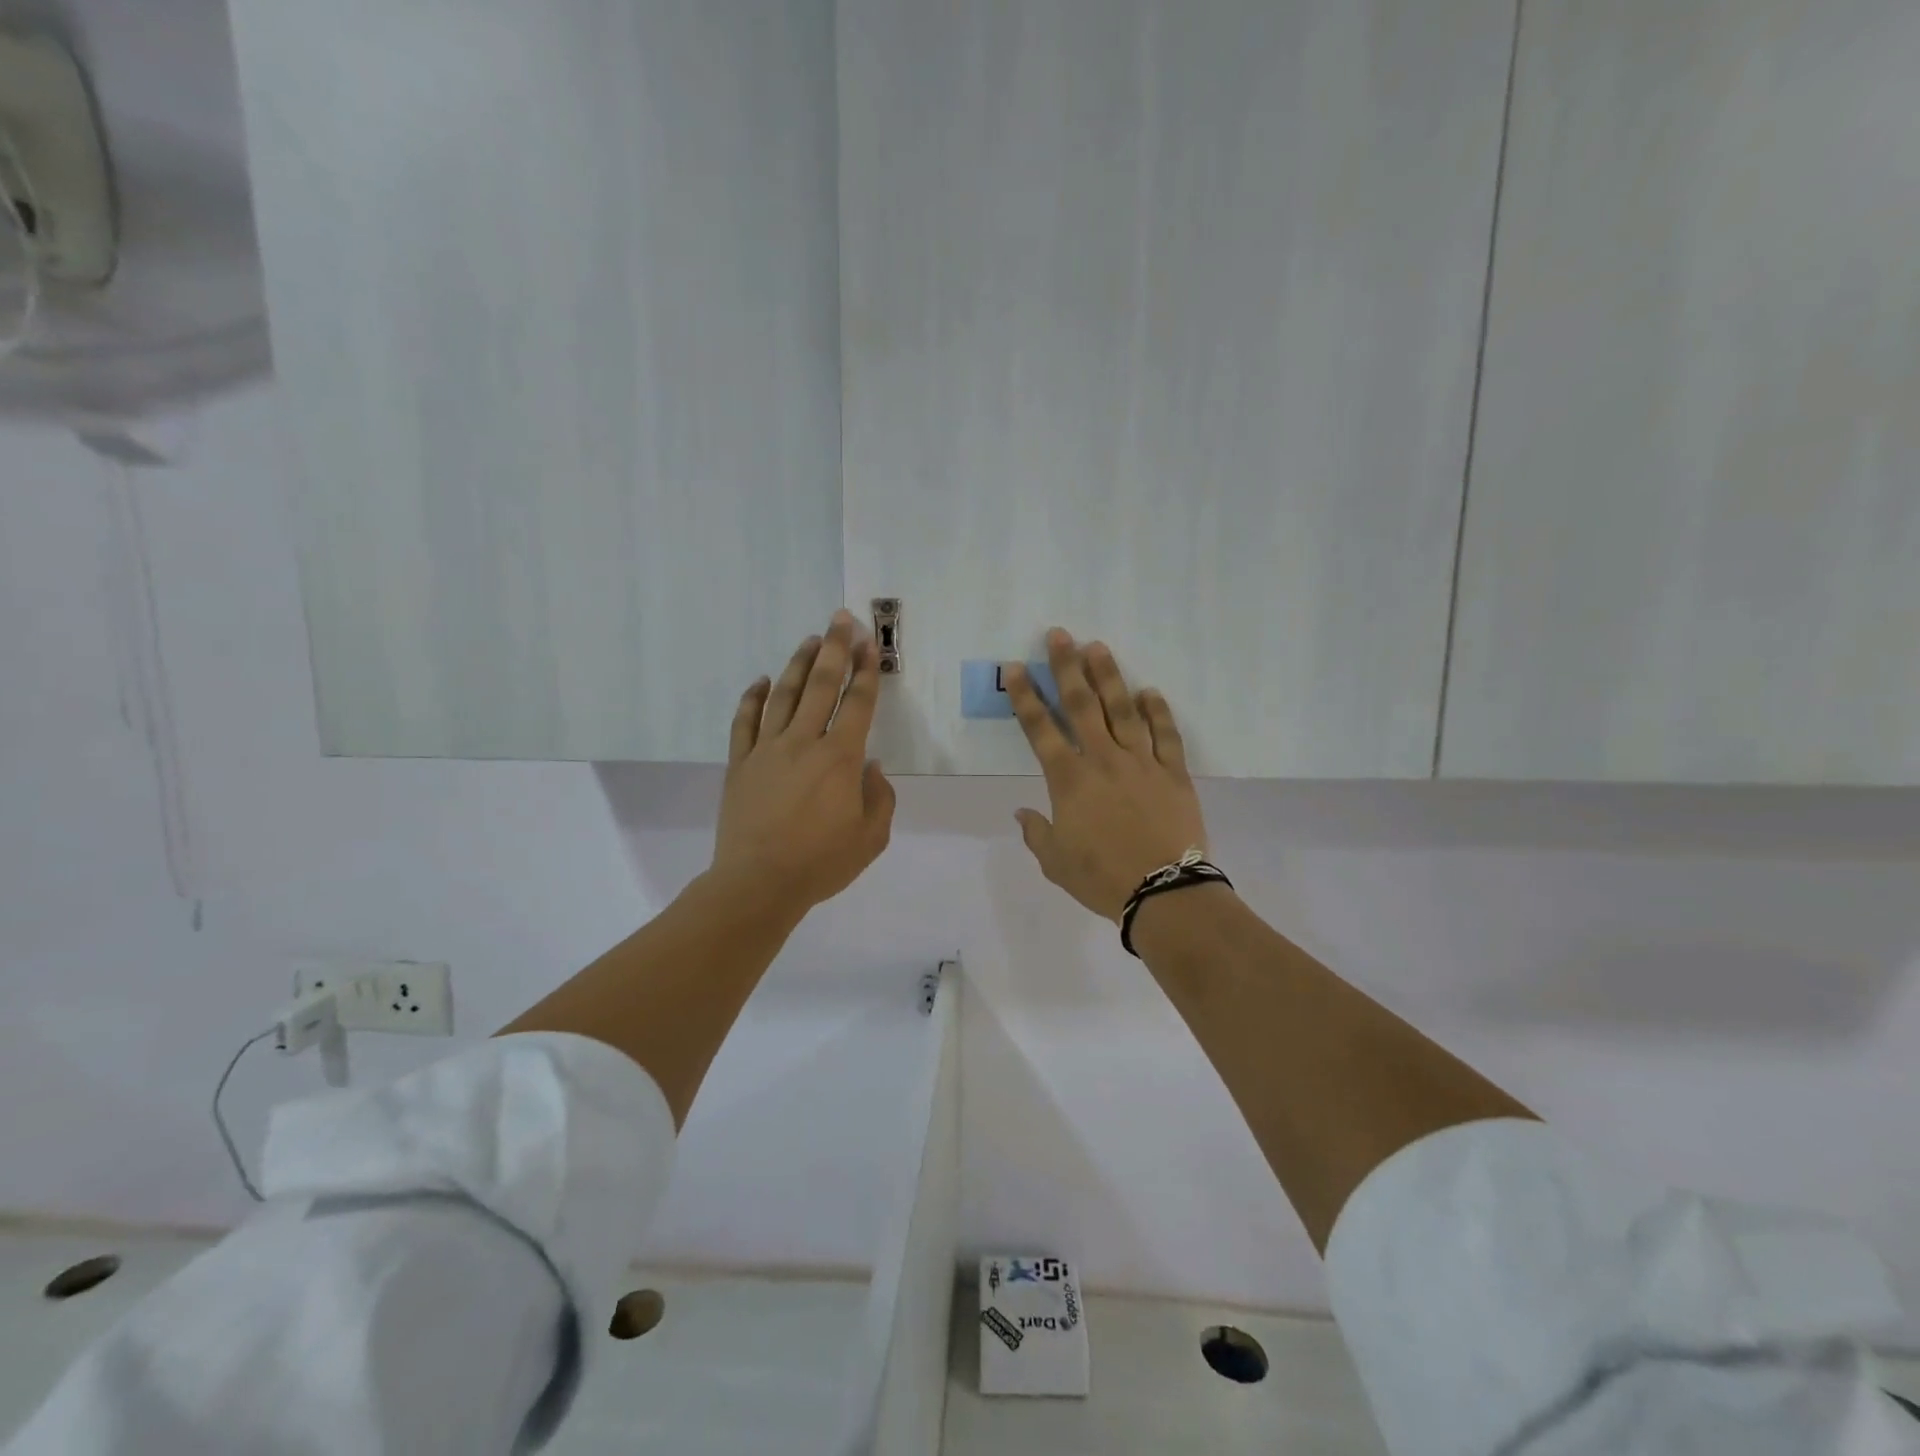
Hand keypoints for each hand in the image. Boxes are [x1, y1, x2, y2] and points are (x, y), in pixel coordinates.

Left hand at [711, 611, 895, 915]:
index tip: (869, 644)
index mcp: (839, 759)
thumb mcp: (871, 838)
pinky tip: (761, 681)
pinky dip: (752, 698)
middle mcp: (803, 743)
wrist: (758, 883)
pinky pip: (744, 723)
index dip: (866, 671)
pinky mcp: (739, 764)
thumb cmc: (821, 863)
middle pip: (821, 686)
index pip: (857, 703)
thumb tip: (869, 767)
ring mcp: (766, 751)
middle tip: (841, 619)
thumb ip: (880, 797)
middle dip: (834, 649)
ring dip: (799, 665)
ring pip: (783, 695)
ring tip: (810, 641)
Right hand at [1006, 629, 1207, 921]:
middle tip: (1058, 635)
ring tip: (1098, 648)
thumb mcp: (1056, 862)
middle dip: (1067, 668)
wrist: (1163, 893)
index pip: (1040, 729)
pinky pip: (1166, 735)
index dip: (1025, 697)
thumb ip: (1037, 833)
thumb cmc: (1102, 878)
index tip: (1015, 668)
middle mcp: (1103, 760)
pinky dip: (1158, 711)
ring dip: (1109, 677)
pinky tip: (1150, 691)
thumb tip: (1023, 814)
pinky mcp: (1173, 773)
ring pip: (1123, 710)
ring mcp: (1142, 762)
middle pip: (1082, 705)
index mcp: (1070, 780)